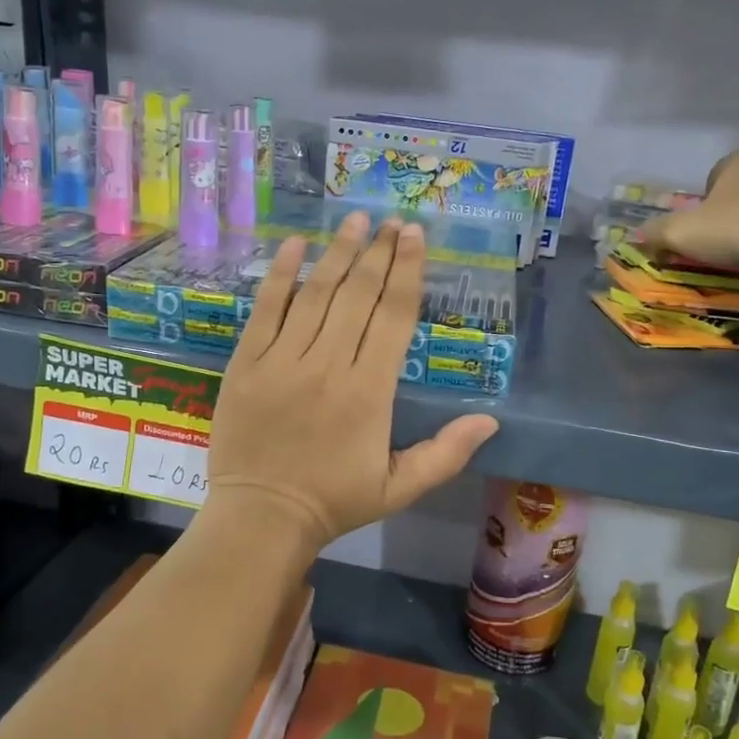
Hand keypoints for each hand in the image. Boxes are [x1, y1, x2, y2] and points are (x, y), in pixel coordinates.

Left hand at [206, 211, 497, 556]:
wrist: (262, 518)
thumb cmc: (335, 502)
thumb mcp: (400, 488)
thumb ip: (446, 453)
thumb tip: (491, 421)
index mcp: (370, 392)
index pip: (394, 317)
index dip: (407, 272)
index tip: (415, 236)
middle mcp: (328, 366)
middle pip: (358, 296)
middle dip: (379, 253)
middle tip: (392, 221)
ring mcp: (283, 361)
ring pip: (316, 295)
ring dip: (338, 252)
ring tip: (356, 220)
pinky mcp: (247, 363)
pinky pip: (265, 309)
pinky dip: (280, 275)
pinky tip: (295, 245)